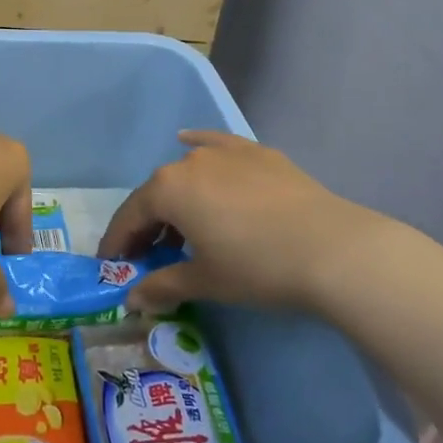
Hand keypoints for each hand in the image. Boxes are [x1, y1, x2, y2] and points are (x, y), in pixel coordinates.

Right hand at [100, 131, 376, 314]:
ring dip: (176, 198)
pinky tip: (190, 143)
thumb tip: (133, 299)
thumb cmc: (257, 267)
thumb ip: (164, 286)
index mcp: (169, 189)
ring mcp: (226, 152)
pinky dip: (200, 148)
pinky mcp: (257, 153)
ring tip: (180, 226)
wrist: (331, 248)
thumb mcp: (206, 281)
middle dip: (147, 224)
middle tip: (146, 254)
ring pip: (187, 172)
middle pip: (157, 192)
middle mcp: (190, 161)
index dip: (118, 242)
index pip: (131, 216)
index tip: (110, 264)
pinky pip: (217, 146)